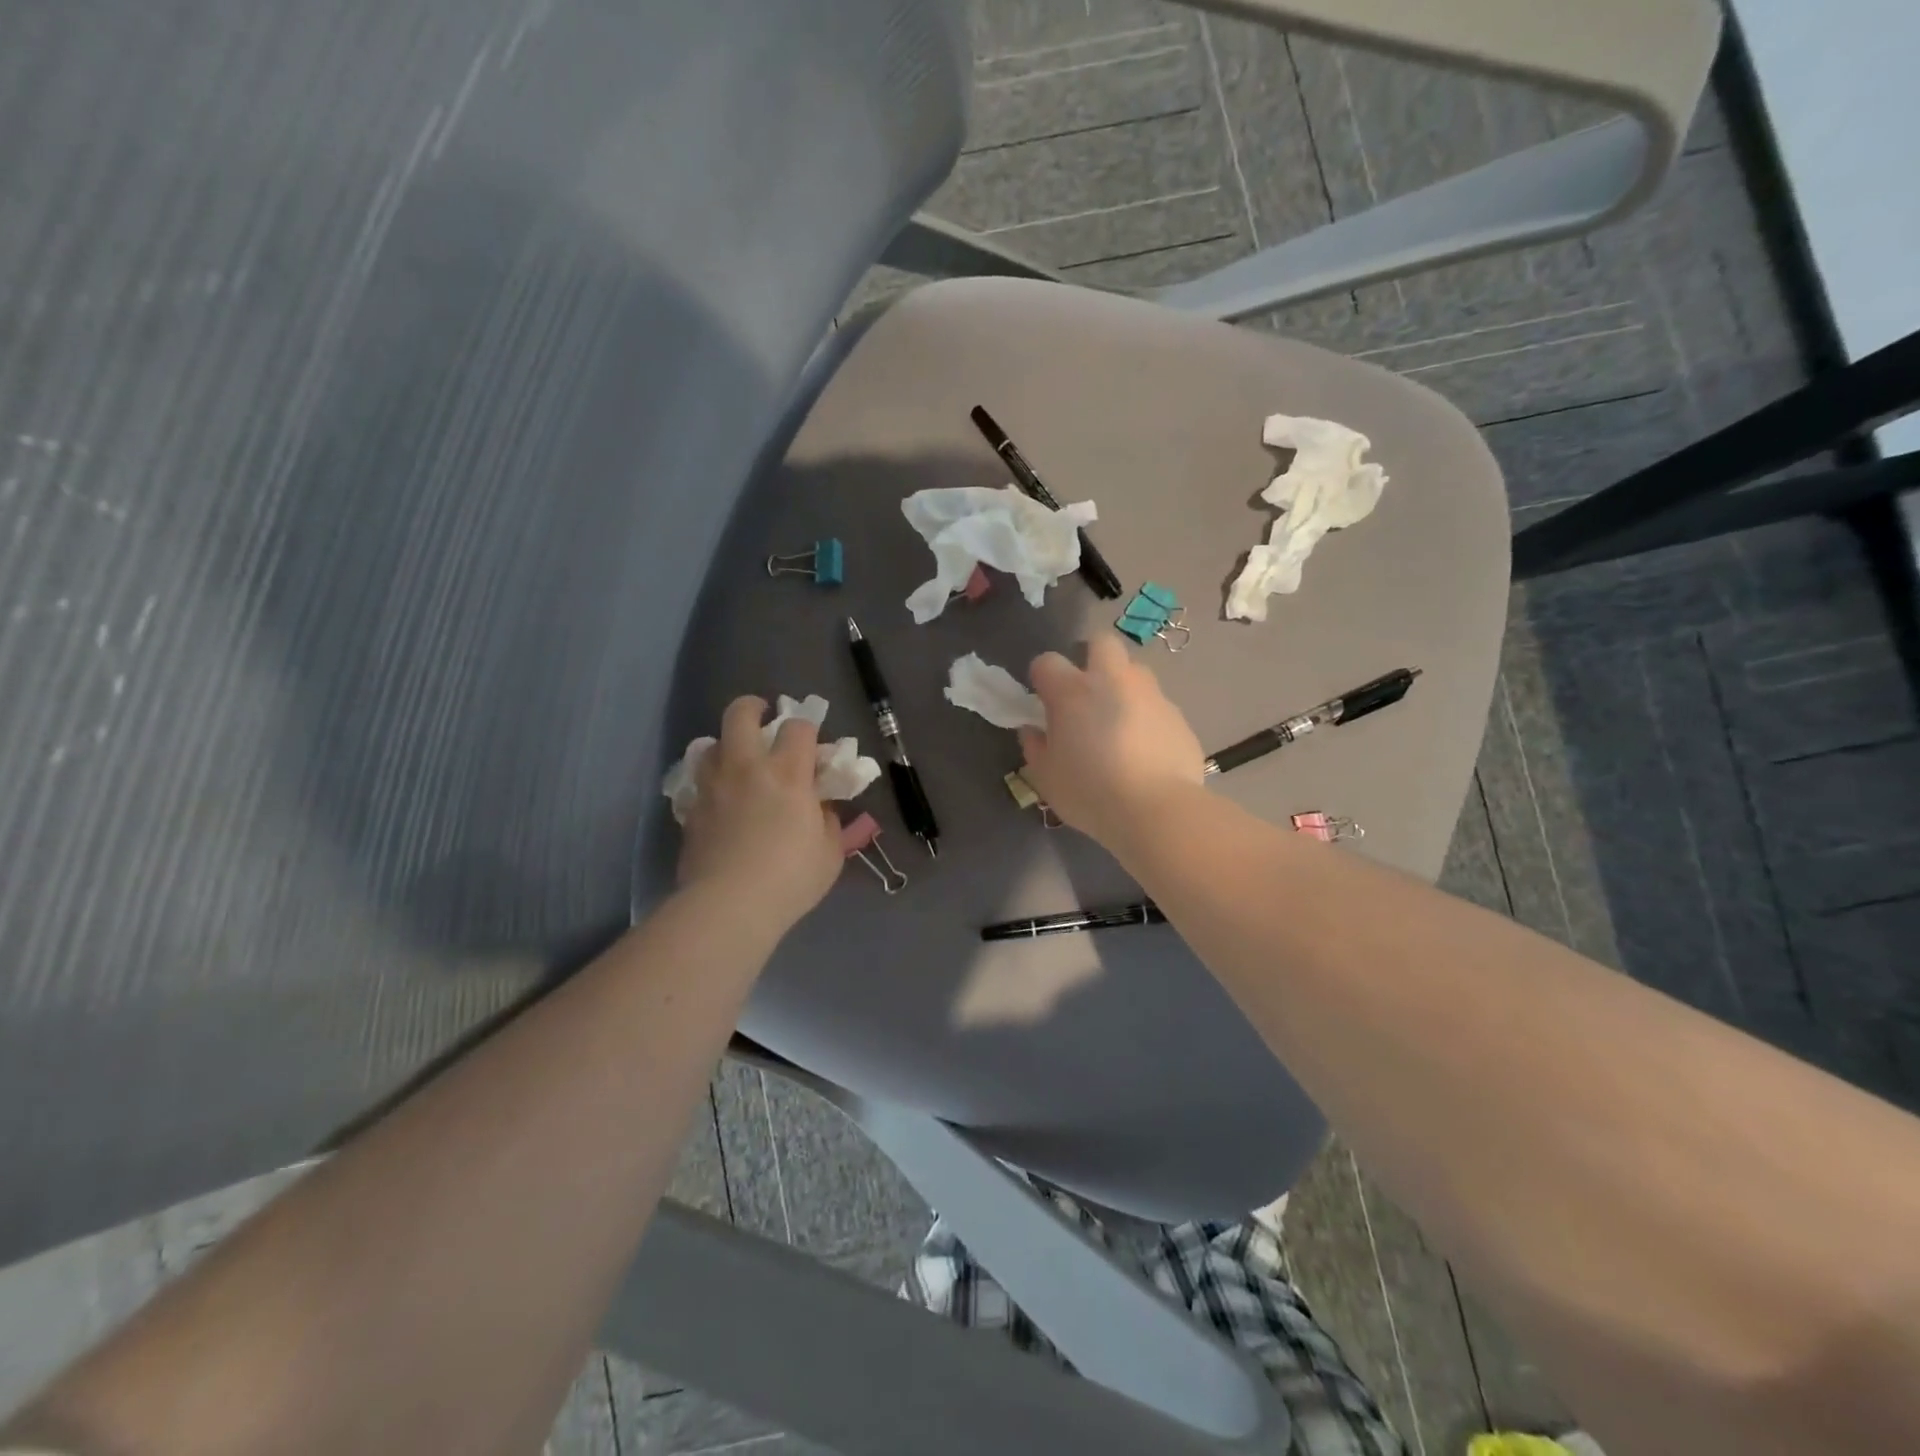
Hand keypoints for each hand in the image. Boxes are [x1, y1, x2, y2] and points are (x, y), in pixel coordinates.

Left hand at [677, 696, 842, 932]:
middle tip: (763, 718)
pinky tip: (719, 800)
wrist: (730, 905)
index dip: (808, 729)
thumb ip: (828, 820)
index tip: (813, 746)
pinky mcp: (691, 810)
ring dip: (725, 745)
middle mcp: (747, 767)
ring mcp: (713, 786)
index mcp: (788, 773)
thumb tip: (821, 806)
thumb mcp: (829, 852)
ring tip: (736, 761)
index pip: (799, 727)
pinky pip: (698, 782)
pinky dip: (710, 782)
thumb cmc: (791, 877)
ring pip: (710, 743)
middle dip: (753, 708)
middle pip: (740, 714)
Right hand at [1019, 636, 1205, 852]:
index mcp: (1073, 692)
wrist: (1157, 810)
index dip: (1042, 678)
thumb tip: (1033, 730)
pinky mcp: (1179, 717)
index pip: (1047, 662)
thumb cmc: (1090, 793)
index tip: (1043, 701)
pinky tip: (1145, 751)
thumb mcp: (1046, 777)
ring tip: (1118, 724)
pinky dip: (1147, 719)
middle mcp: (1113, 681)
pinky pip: (1157, 706)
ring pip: (1135, 673)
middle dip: (1091, 657)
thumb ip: (1035, 747)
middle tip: (1086, 692)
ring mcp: (1151, 696)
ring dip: (1123, 688)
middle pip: (1101, 643)